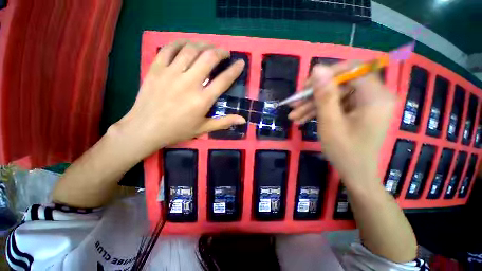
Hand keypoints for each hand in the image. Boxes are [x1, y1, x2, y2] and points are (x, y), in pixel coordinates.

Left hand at [114, 40, 245, 155]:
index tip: (240, 62)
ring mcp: (171, 73)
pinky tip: (187, 44)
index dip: (234, 69)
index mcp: (202, 100)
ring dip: (203, 45)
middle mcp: (189, 83)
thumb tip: (243, 120)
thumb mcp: (204, 128)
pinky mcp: (156, 68)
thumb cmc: (178, 130)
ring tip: (208, 47)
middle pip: (208, 58)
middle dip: (220, 52)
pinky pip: (169, 48)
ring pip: (190, 49)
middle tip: (225, 52)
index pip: (223, 80)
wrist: (145, 128)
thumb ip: (224, 122)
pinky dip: (180, 42)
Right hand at [289, 63, 395, 186]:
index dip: (327, 75)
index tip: (306, 87)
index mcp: (375, 97)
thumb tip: (317, 69)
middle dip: (314, 96)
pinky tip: (302, 119)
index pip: (352, 70)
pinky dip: (319, 112)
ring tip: (293, 116)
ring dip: (312, 106)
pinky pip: (336, 106)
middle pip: (340, 85)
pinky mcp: (357, 111)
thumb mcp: (330, 123)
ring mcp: (365, 104)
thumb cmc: (345, 151)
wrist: (356, 174)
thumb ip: (324, 95)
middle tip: (293, 105)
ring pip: (334, 97)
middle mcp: (374, 96)